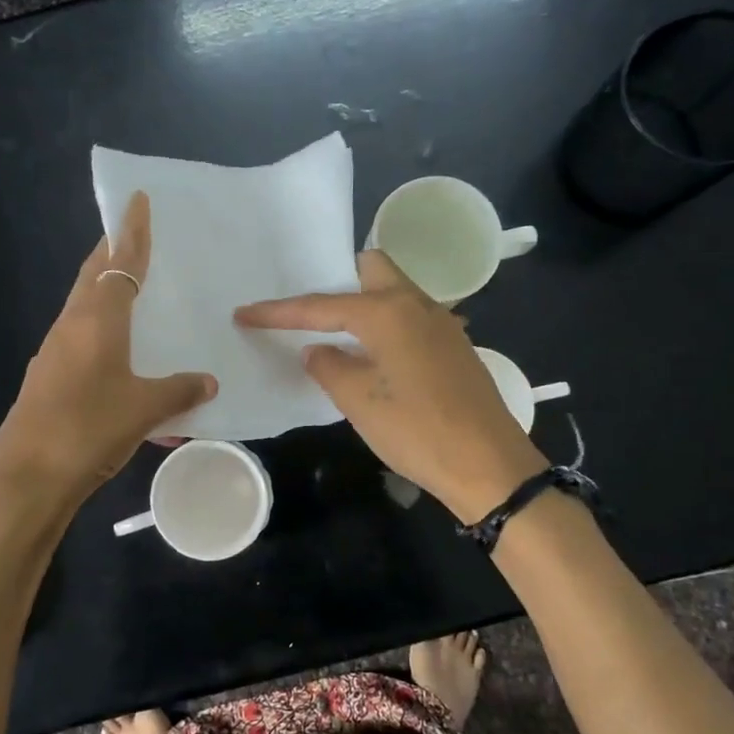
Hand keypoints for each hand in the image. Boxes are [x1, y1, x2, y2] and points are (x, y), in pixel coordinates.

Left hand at [0, 192, 216, 500]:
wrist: (28, 478)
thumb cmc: (89, 429)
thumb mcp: (144, 410)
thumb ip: (179, 392)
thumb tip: (208, 382)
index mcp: (96, 321)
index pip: (118, 263)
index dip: (131, 231)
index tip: (137, 199)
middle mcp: (71, 326)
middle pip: (92, 276)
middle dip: (111, 252)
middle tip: (134, 237)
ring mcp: (54, 352)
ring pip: (82, 307)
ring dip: (103, 290)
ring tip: (130, 289)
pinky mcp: (47, 377)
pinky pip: (78, 338)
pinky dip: (99, 329)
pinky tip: (116, 352)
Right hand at [234, 250, 544, 522]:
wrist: (489, 464)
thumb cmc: (416, 430)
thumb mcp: (359, 402)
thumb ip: (329, 367)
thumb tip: (317, 350)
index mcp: (388, 312)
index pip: (322, 304)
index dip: (279, 312)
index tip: (244, 313)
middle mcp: (418, 304)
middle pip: (371, 269)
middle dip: (336, 279)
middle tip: (308, 310)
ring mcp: (442, 324)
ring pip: (394, 292)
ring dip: (362, 303)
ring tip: (333, 331)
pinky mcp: (454, 347)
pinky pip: (410, 317)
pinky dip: (383, 324)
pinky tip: (371, 355)